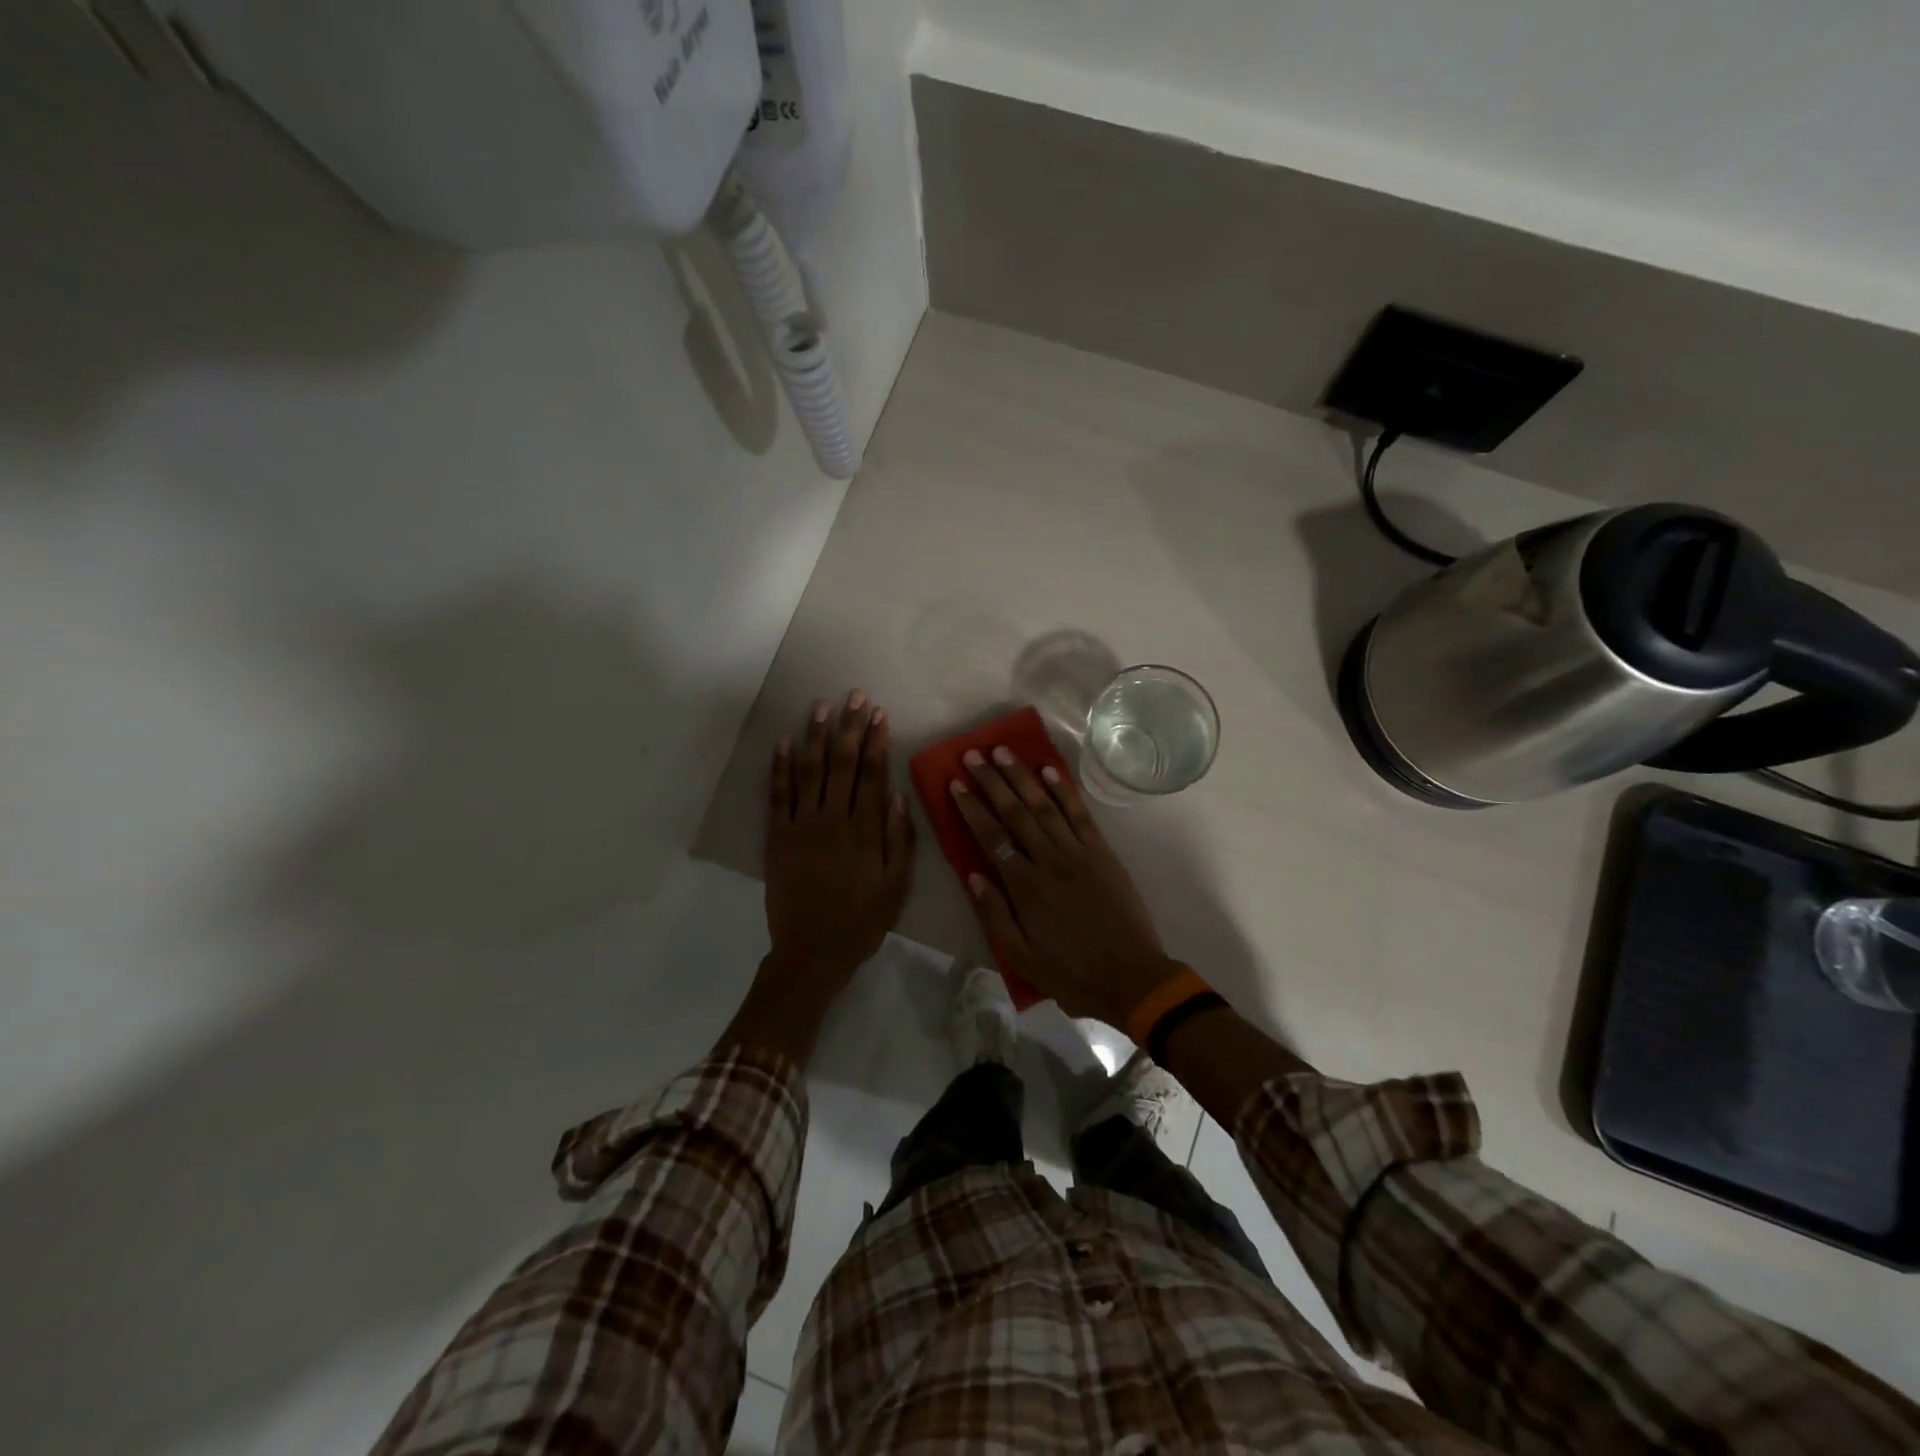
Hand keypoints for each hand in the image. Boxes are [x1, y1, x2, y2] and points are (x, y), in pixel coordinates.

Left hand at [763, 690, 914, 988]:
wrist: (811, 953)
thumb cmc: (861, 922)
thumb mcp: (896, 887)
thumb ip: (900, 840)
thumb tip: (899, 796)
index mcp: (865, 831)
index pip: (873, 774)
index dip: (877, 741)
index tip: (879, 713)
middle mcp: (833, 819)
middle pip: (843, 763)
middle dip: (849, 726)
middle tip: (854, 696)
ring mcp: (801, 825)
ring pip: (809, 770)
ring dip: (816, 736)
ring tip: (821, 706)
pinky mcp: (778, 837)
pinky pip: (779, 795)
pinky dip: (780, 767)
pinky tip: (783, 742)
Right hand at [949, 746, 1178, 1027]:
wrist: (1132, 977)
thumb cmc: (1071, 972)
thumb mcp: (1021, 956)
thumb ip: (994, 914)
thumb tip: (972, 875)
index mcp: (1025, 886)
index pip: (991, 837)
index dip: (972, 808)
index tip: (956, 783)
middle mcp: (1049, 860)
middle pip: (1015, 812)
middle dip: (991, 781)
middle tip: (973, 754)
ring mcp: (1078, 852)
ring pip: (1045, 805)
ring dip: (1022, 776)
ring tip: (1003, 751)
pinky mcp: (1102, 852)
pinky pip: (1080, 814)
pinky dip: (1064, 790)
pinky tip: (1049, 770)